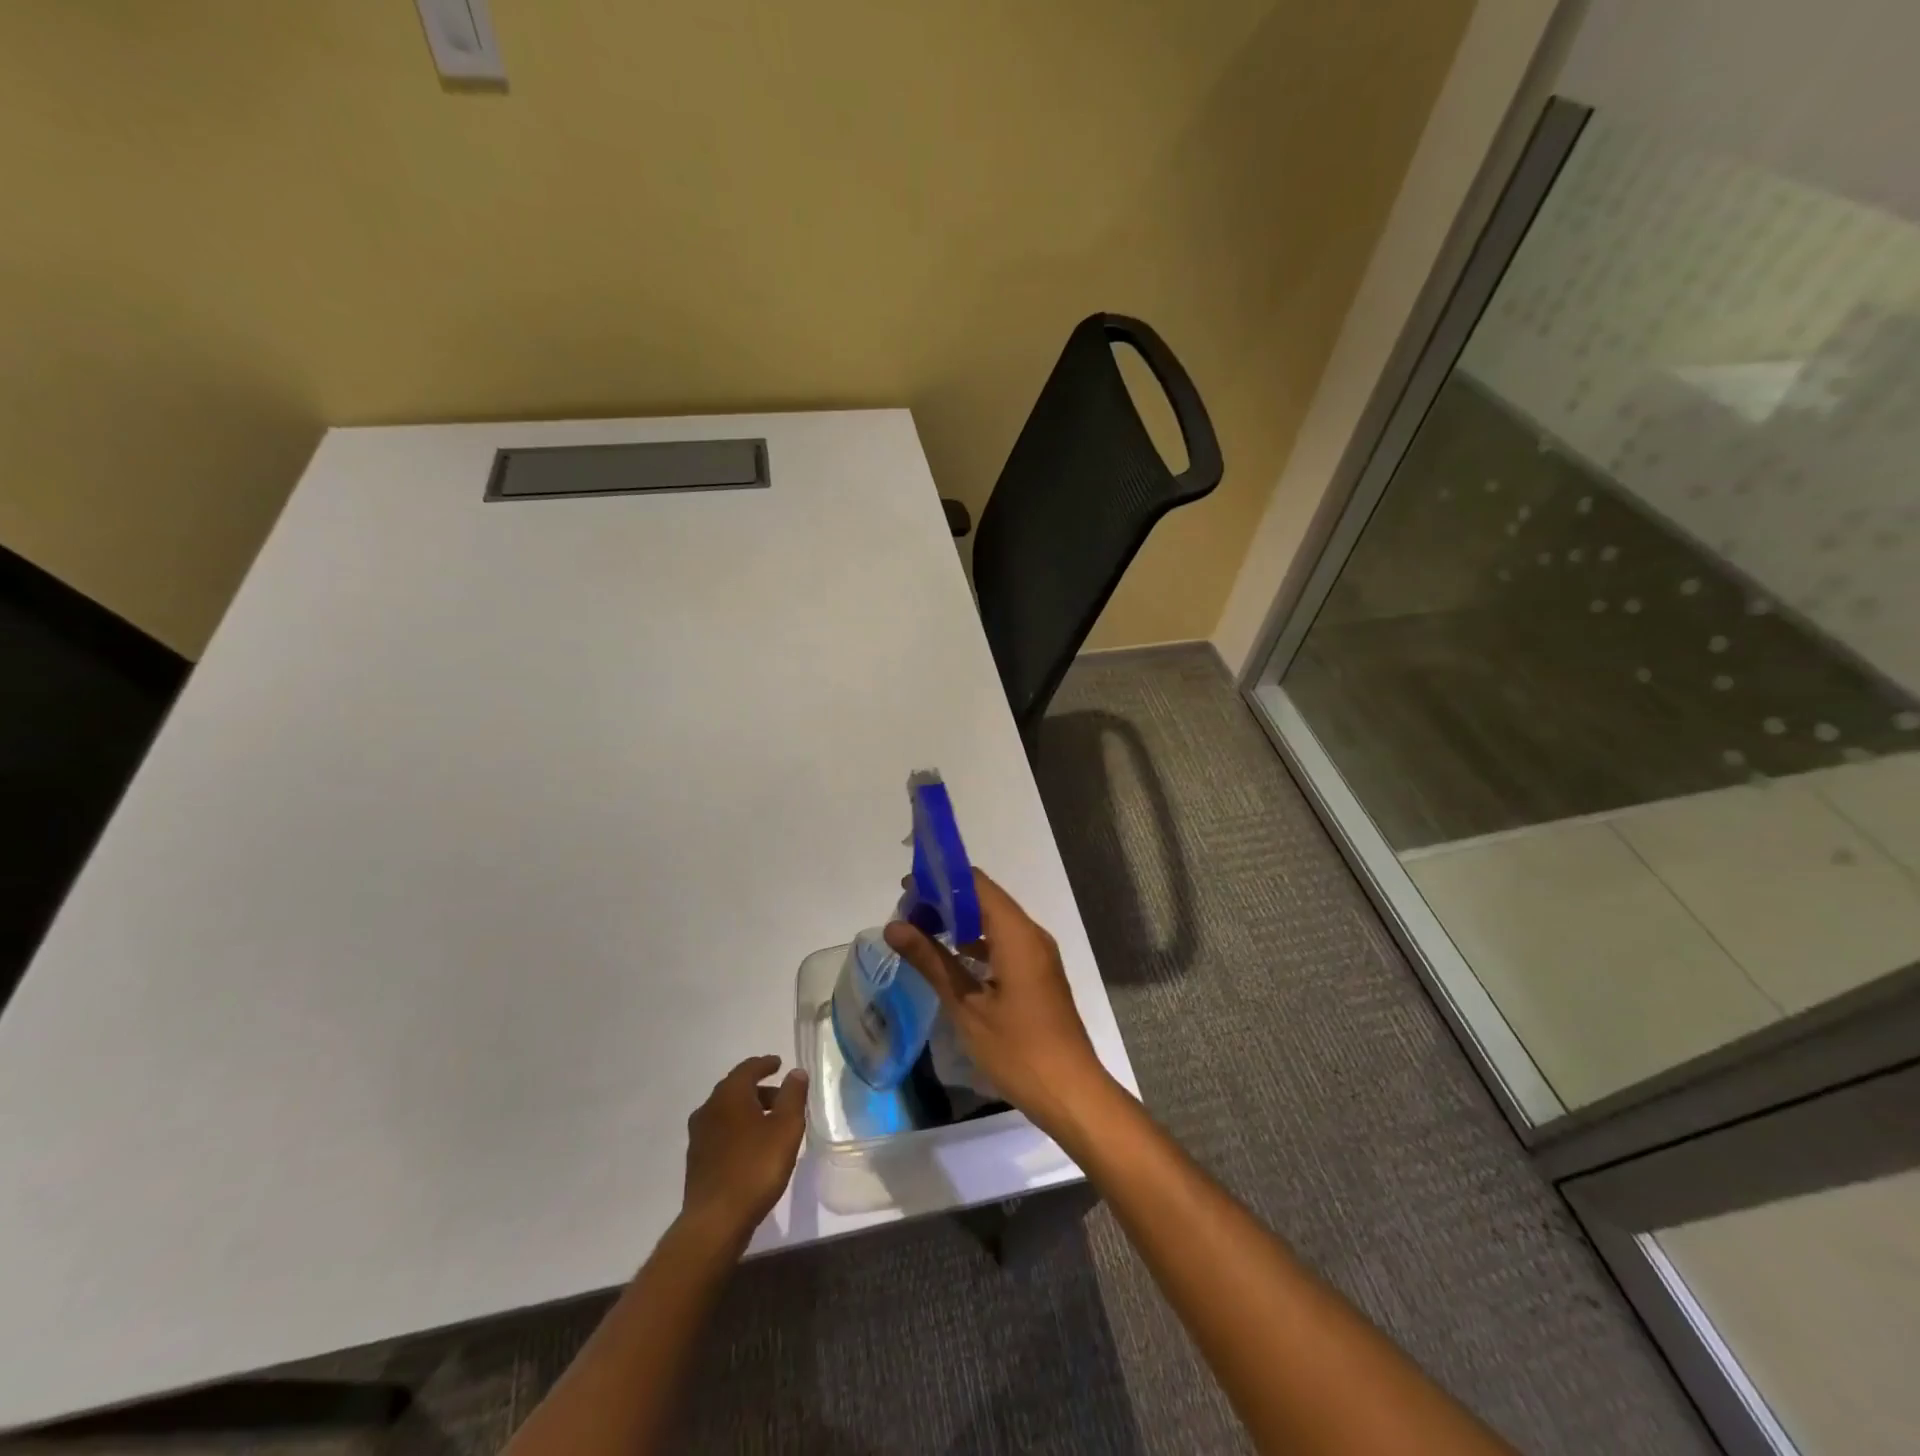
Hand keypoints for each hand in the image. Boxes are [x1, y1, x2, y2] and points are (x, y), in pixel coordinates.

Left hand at [680, 1055, 806, 1243]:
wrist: (715, 1221)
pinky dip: (737, 1130)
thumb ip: (793, 1095)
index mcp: (729, 1095)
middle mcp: (709, 1108)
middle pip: (736, 1089)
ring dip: (748, 1111)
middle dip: (759, 1089)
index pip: (748, 1068)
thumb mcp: (786, 1127)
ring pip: (727, 1112)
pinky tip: (751, 1147)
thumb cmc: (756, 1166)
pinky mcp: (696, 1160)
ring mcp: (699, 1136)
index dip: (765, 1064)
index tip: (779, 1064)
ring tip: (770, 1124)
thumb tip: (796, 1072)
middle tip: (782, 1098)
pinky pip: (720, 1132)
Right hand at [884, 869, 1114, 1138]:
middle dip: (945, 900)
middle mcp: (1031, 934)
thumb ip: (931, 960)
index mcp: (1017, 934)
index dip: (941, 879)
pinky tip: (950, 958)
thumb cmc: (1018, 1049)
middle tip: (907, 914)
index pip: (976, 884)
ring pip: (994, 920)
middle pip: (985, 898)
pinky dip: (976, 942)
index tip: (906, 888)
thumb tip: (894, 927)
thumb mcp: (966, 1006)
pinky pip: (1004, 942)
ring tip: (920, 931)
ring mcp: (1037, 954)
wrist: (1071, 1092)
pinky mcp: (1037, 973)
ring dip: (959, 921)